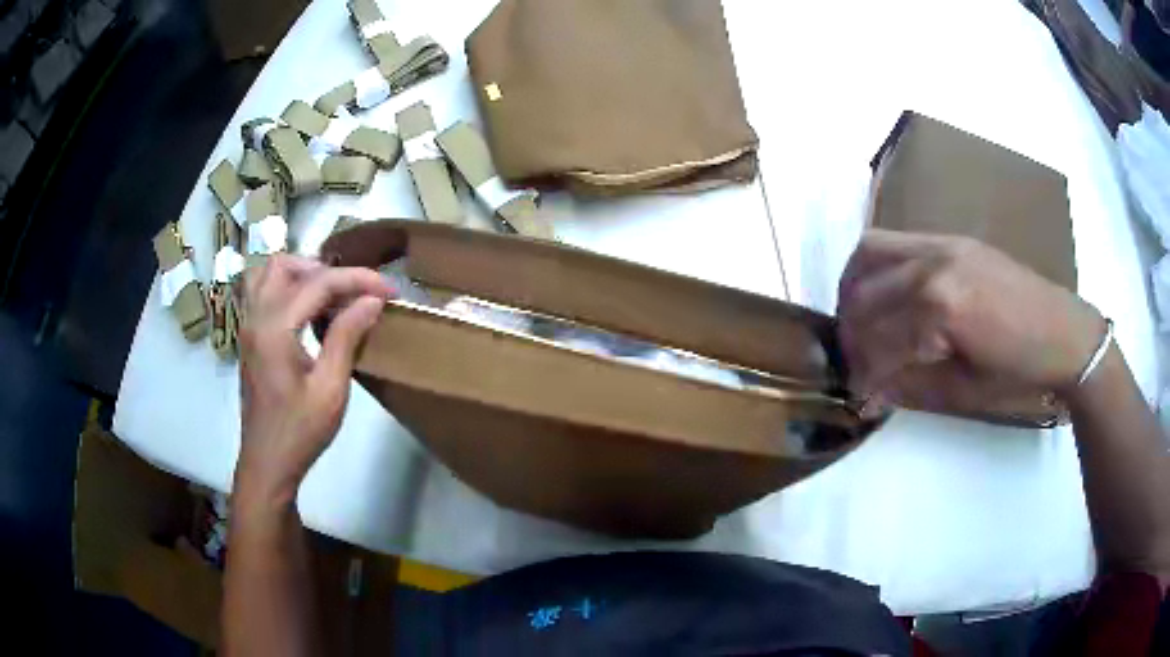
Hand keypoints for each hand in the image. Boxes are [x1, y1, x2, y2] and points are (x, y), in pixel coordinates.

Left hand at [235, 254, 392, 509]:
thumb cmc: (301, 432)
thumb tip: (371, 300)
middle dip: (324, 269)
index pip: (318, 283)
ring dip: (300, 273)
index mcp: (275, 328)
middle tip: (355, 291)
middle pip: (284, 265)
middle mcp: (255, 317)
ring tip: (330, 294)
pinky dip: (286, 287)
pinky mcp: (248, 337)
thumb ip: (347, 337)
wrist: (268, 463)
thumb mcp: (331, 389)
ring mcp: (247, 326)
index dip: (358, 279)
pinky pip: (261, 292)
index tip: (389, 289)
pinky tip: (307, 310)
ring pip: (267, 273)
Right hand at [837, 230, 1104, 414]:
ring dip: (853, 293)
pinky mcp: (949, 238)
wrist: (1063, 333)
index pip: (879, 341)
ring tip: (860, 324)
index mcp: (942, 310)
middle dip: (852, 337)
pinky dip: (874, 268)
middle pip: (865, 297)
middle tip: (857, 365)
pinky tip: (882, 295)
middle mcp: (933, 266)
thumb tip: (869, 391)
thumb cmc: (1019, 374)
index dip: (862, 373)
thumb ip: (909, 387)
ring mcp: (940, 243)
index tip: (857, 394)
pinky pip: (893, 242)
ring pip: (868, 255)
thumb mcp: (963, 394)